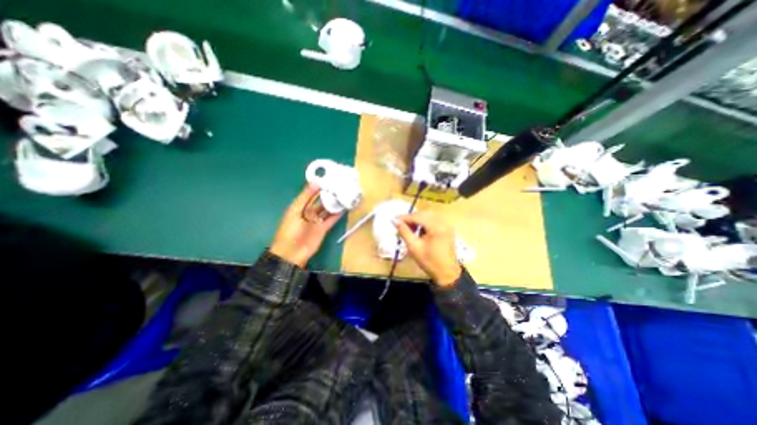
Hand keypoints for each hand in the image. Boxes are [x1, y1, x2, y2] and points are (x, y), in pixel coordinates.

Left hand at [270, 185, 343, 266]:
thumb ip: (305, 197)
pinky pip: (331, 219)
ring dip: (334, 204)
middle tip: (340, 186)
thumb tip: (316, 182)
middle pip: (320, 201)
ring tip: (344, 195)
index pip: (311, 194)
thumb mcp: (295, 211)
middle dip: (328, 195)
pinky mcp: (324, 229)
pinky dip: (337, 214)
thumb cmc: (289, 230)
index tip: (329, 179)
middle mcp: (309, 212)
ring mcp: (317, 221)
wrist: (291, 253)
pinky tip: (344, 208)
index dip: (319, 187)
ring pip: (327, 210)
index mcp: (300, 207)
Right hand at [397, 211, 461, 286]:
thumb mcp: (414, 247)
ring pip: (428, 216)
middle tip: (400, 226)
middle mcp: (443, 222)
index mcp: (436, 226)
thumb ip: (404, 232)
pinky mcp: (447, 228)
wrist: (447, 273)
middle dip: (411, 219)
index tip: (394, 220)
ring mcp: (446, 224)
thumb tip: (394, 220)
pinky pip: (433, 220)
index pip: (417, 216)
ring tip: (409, 230)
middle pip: (423, 214)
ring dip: (417, 220)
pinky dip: (424, 223)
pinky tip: (419, 232)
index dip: (404, 218)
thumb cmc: (430, 261)